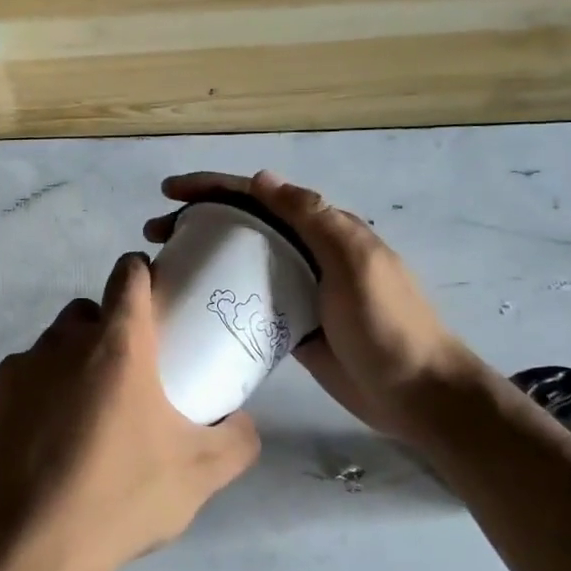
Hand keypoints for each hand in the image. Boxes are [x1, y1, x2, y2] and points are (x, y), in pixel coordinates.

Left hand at [0, 252, 261, 570]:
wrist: (27, 547)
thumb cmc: (119, 499)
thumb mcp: (199, 475)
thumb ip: (236, 439)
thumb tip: (243, 422)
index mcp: (116, 346)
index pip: (128, 276)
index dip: (142, 275)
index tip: (154, 299)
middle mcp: (62, 344)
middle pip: (86, 312)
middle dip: (107, 328)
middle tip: (126, 377)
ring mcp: (18, 370)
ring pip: (51, 348)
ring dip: (71, 366)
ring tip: (85, 420)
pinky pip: (21, 383)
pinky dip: (37, 398)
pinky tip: (47, 445)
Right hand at [145, 170, 472, 445]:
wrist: (417, 392)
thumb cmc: (387, 324)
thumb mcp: (355, 262)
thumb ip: (313, 218)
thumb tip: (262, 178)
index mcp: (323, 230)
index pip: (259, 196)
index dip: (213, 187)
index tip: (169, 193)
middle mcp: (306, 253)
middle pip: (243, 226)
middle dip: (196, 220)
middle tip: (153, 234)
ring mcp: (297, 291)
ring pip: (240, 263)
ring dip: (202, 257)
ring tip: (163, 266)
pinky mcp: (290, 327)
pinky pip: (248, 302)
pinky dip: (220, 297)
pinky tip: (192, 304)